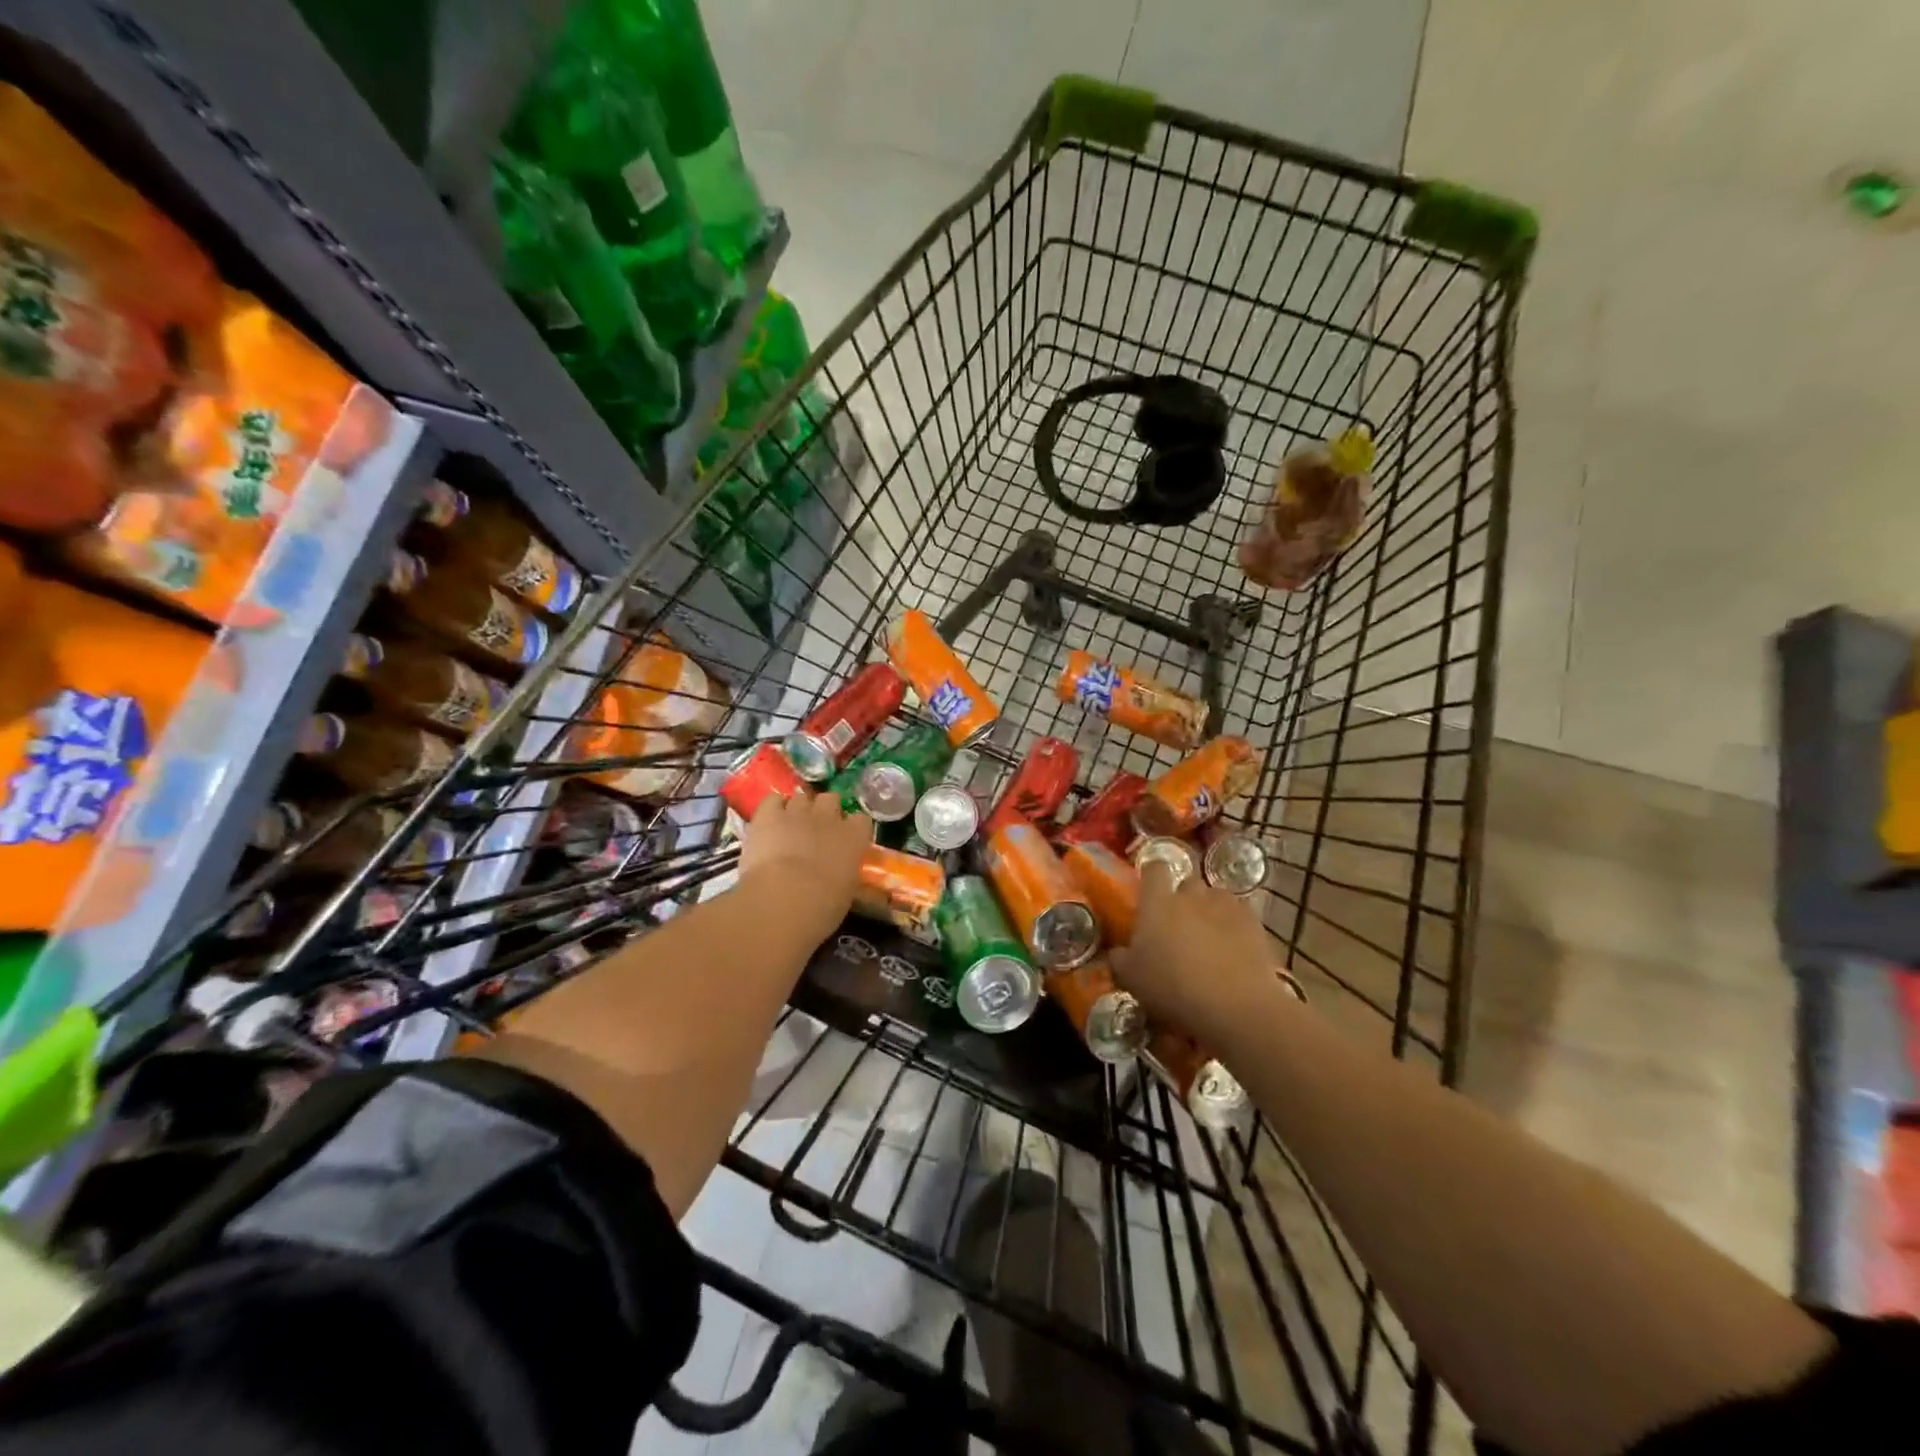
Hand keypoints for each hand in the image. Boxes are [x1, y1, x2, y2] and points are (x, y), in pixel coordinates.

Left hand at [738, 792, 871, 943]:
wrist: (783, 899)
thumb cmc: (823, 906)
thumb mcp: (848, 894)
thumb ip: (848, 876)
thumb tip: (849, 879)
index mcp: (854, 837)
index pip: (861, 820)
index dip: (852, 829)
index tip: (846, 841)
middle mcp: (829, 817)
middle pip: (831, 799)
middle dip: (825, 811)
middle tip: (817, 831)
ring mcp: (798, 812)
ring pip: (802, 798)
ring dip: (798, 809)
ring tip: (791, 827)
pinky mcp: (768, 815)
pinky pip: (773, 800)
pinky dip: (773, 808)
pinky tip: (770, 821)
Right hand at [1110, 860, 1292, 1042]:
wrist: (1235, 1006)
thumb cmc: (1173, 988)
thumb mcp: (1131, 979)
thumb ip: (1120, 958)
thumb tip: (1117, 951)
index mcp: (1158, 902)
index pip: (1154, 868)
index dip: (1152, 875)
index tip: (1150, 891)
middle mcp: (1191, 895)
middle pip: (1187, 882)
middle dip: (1184, 897)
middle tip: (1179, 925)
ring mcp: (1226, 906)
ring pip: (1216, 897)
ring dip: (1210, 910)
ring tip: (1209, 937)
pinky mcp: (1254, 923)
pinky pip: (1240, 915)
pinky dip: (1235, 926)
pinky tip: (1234, 949)